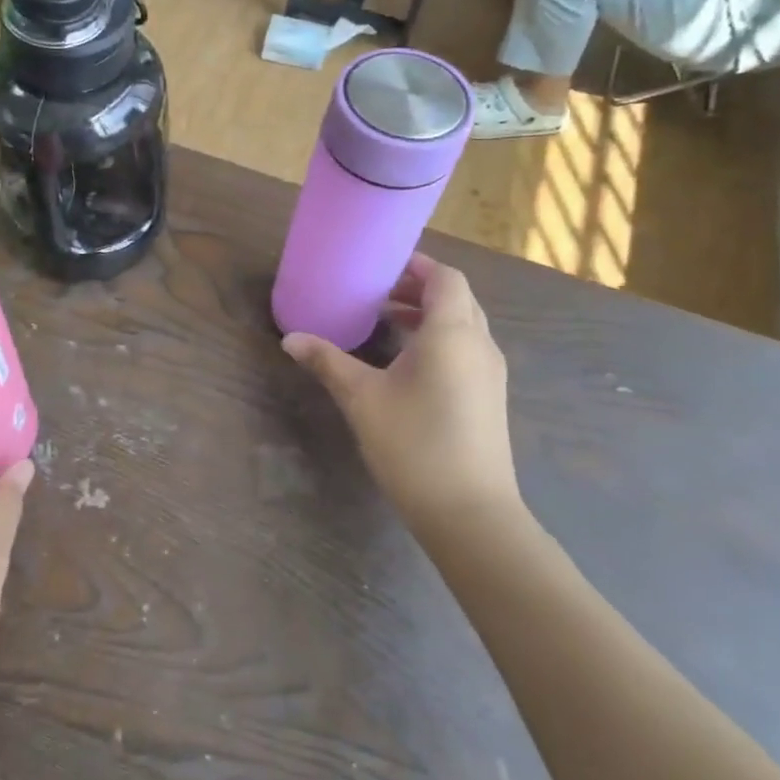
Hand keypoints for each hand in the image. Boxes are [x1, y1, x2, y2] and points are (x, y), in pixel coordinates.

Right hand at [283, 255, 521, 533]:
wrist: (470, 514)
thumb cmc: (414, 444)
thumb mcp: (362, 398)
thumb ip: (327, 361)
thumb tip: (290, 339)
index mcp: (452, 332)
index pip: (445, 278)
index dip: (416, 265)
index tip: (380, 266)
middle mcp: (479, 344)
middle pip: (456, 297)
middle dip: (418, 288)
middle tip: (376, 291)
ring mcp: (490, 372)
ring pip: (463, 324)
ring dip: (428, 314)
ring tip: (385, 320)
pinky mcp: (489, 397)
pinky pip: (466, 348)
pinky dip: (439, 339)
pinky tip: (405, 362)